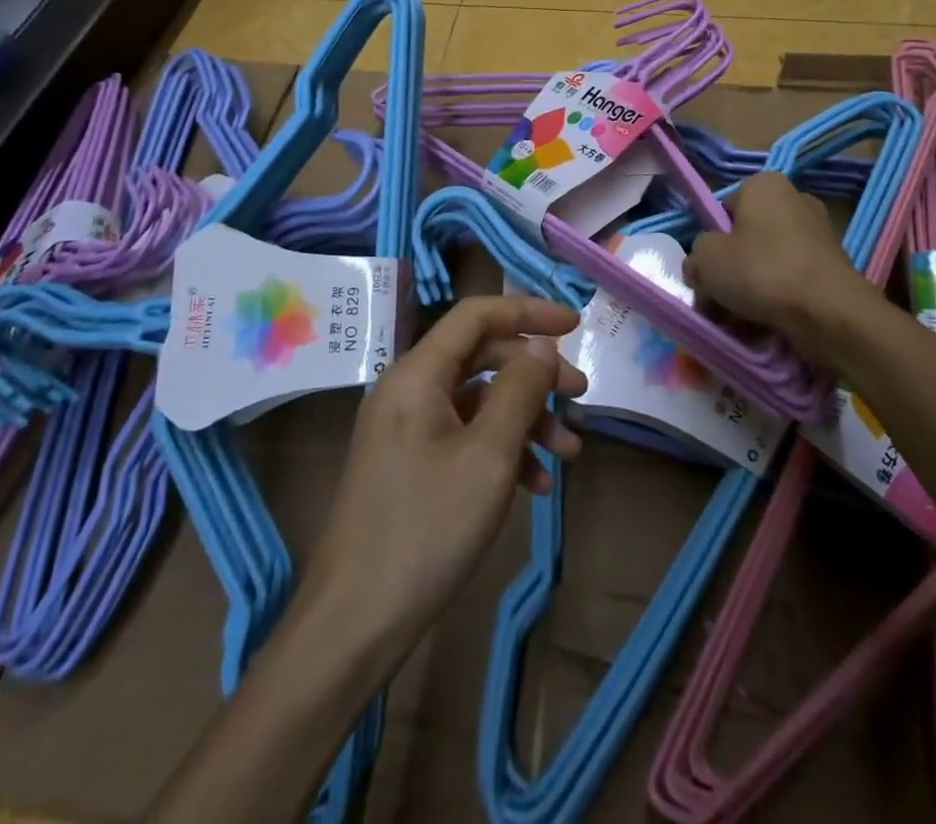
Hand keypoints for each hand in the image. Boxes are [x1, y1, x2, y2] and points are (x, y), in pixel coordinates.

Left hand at [297, 296, 586, 668]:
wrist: (355, 623)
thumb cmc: (427, 528)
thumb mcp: (488, 455)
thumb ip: (520, 390)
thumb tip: (542, 345)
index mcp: (417, 374)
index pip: (476, 315)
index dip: (528, 312)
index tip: (574, 327)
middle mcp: (408, 390)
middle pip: (481, 356)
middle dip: (534, 374)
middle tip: (580, 395)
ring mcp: (406, 429)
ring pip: (477, 401)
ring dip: (525, 418)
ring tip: (569, 452)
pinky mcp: (409, 464)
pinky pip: (464, 437)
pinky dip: (502, 450)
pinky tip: (535, 486)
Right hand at [686, 172, 877, 359]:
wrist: (829, 314)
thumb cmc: (761, 272)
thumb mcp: (706, 258)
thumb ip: (696, 255)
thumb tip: (701, 267)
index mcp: (764, 184)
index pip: (722, 211)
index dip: (709, 243)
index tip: (704, 273)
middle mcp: (795, 199)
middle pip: (745, 238)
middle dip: (729, 270)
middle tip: (717, 301)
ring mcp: (818, 233)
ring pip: (767, 262)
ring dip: (750, 289)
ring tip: (738, 320)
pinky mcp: (833, 266)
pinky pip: (791, 279)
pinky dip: (777, 298)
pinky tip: (765, 325)